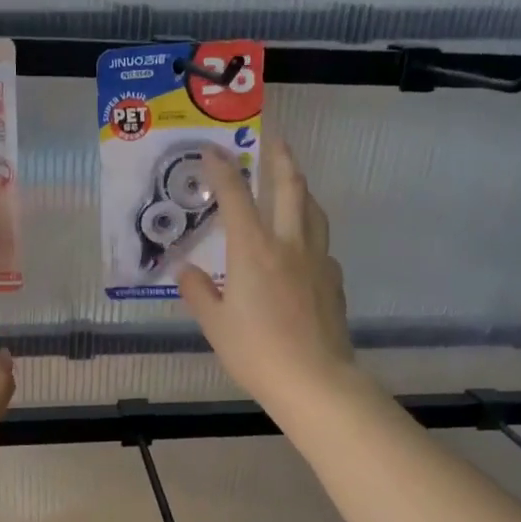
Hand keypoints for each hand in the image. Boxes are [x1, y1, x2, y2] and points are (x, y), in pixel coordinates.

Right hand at [177, 138, 352, 409]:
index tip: (213, 149)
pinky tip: (303, 247)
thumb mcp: (216, 325)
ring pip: (313, 211)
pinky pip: (321, 244)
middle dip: (280, 159)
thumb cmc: (257, 352)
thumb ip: (199, 293)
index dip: (223, 169)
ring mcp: (317, 260)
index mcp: (254, 250)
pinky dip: (310, 232)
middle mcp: (289, 244)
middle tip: (274, 140)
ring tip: (293, 183)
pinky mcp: (333, 281)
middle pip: (290, 188)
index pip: (236, 197)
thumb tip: (187, 272)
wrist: (315, 381)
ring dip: (301, 189)